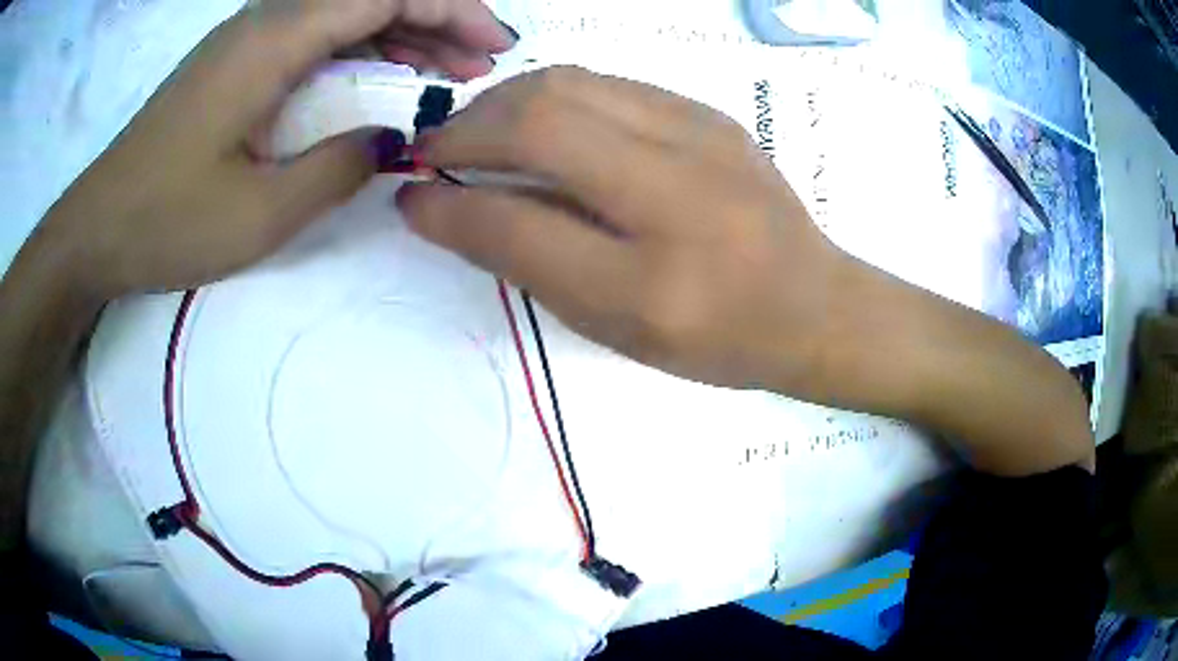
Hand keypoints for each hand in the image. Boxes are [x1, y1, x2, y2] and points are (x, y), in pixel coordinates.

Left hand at [42, 0, 515, 299]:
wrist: (96, 230)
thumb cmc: (164, 222)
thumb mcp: (258, 213)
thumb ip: (337, 168)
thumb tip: (390, 138)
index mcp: (274, 41)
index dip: (450, 11)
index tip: (493, 47)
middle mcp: (266, 21)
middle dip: (437, 20)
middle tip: (479, 65)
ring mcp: (249, 38)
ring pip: (346, 12)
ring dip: (402, 34)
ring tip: (445, 73)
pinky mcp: (238, 61)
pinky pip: (317, 35)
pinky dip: (361, 49)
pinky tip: (381, 77)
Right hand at [400, 66, 1095, 475]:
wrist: (816, 304)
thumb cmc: (720, 336)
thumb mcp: (618, 321)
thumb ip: (529, 259)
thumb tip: (447, 209)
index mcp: (658, 261)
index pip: (521, 210)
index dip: (449, 197)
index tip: (410, 194)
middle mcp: (679, 174)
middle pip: (543, 113)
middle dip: (469, 127)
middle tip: (438, 155)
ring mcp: (697, 127)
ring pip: (570, 83)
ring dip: (504, 104)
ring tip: (478, 135)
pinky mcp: (704, 112)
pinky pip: (605, 84)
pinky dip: (551, 96)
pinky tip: (540, 124)